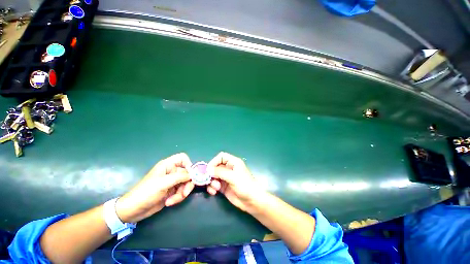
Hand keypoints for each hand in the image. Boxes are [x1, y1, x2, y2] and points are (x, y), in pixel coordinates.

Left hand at [115, 153, 193, 222]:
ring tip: (172, 200)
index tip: (190, 175)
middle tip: (184, 193)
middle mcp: (172, 171)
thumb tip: (193, 175)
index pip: (183, 158)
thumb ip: (180, 177)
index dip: (188, 164)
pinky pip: (181, 191)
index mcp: (168, 165)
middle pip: (187, 173)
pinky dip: (178, 197)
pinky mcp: (172, 190)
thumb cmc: (146, 193)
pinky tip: (169, 202)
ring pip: (186, 183)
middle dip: (187, 184)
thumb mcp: (163, 183)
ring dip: (182, 193)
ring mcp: (173, 181)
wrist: (134, 210)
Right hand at [207, 152, 263, 211]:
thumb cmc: (245, 185)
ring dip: (212, 182)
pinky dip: (212, 187)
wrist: (252, 201)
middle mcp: (229, 168)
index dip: (214, 161)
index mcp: (233, 162)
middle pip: (216, 166)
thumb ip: (220, 172)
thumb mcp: (233, 177)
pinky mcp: (224, 186)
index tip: (208, 170)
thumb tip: (208, 169)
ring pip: (214, 176)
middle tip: (208, 180)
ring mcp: (226, 178)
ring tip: (216, 188)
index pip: (221, 157)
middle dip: (211, 173)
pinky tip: (214, 192)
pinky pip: (214, 184)